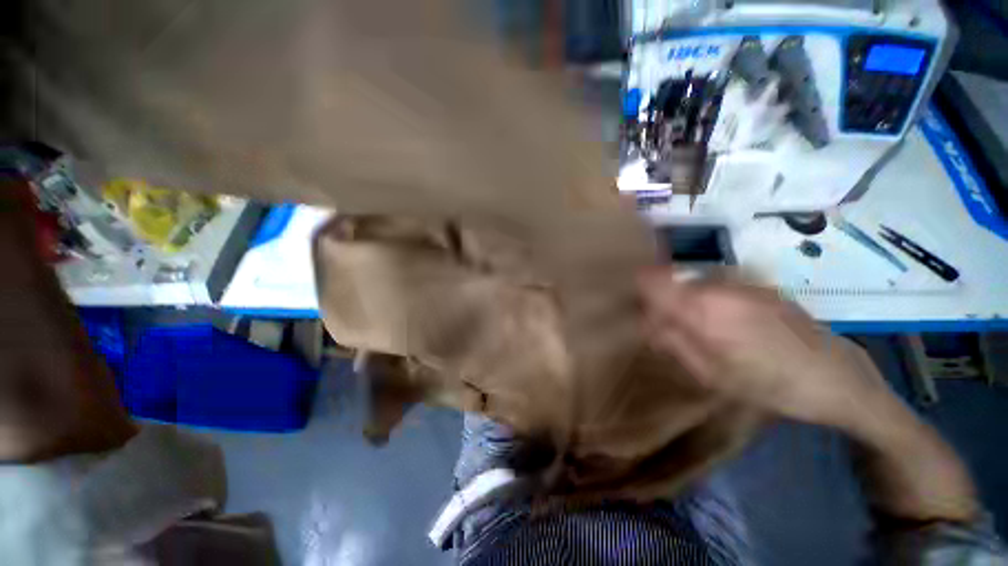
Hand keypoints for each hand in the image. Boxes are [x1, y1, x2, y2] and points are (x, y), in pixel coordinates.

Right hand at [638, 267, 892, 431]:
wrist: (840, 377)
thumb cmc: (772, 385)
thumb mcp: (713, 375)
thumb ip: (673, 343)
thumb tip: (646, 322)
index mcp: (703, 308)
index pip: (652, 279)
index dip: (638, 287)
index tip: (637, 306)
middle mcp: (719, 286)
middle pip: (670, 281)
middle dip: (662, 301)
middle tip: (669, 330)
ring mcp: (742, 283)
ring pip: (693, 283)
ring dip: (686, 302)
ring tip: (702, 332)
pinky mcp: (758, 286)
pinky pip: (717, 286)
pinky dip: (708, 301)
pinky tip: (728, 327)